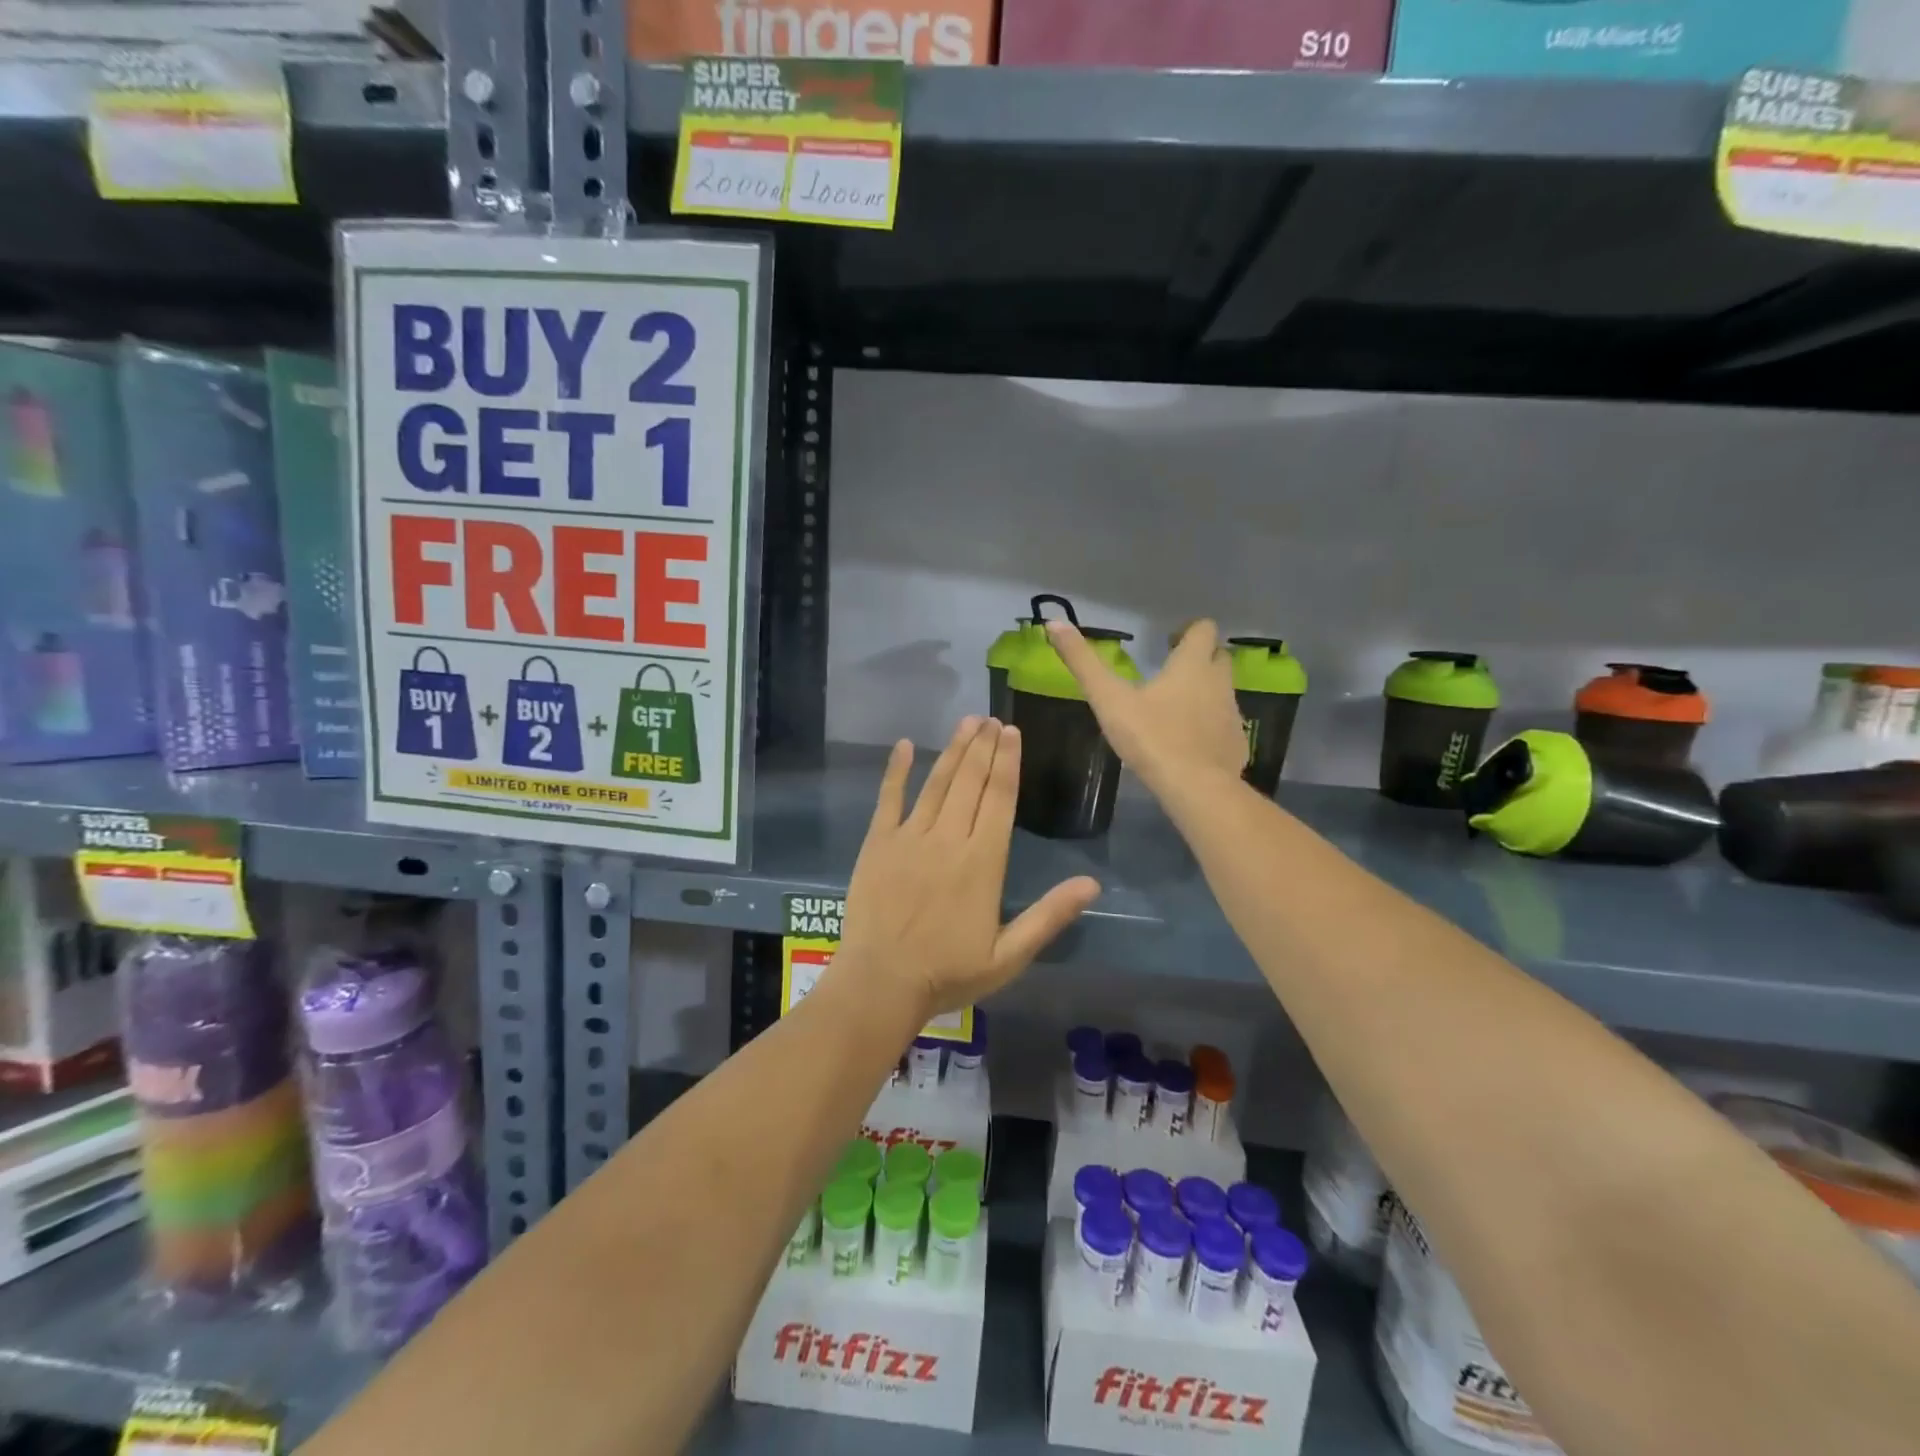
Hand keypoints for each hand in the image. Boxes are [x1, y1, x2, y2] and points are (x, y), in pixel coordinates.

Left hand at [838, 718, 1101, 1019]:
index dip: (1008, 763)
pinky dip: (896, 771)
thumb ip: (1050, 915)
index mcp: (983, 862)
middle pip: (970, 782)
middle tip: (992, 718)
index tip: (1012, 732)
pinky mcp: (878, 843)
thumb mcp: (1010, 955)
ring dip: (953, 750)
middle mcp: (948, 839)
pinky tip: (903, 746)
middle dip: (983, 747)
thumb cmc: (949, 973)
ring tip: (966, 723)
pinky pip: (888, 799)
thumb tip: (1092, 883)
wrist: (882, 983)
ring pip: (937, 783)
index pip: (1000, 799)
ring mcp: (910, 837)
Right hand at [1048, 618, 1246, 798]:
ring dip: (1205, 693)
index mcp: (1192, 665)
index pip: (1204, 629)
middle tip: (1170, 672)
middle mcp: (1219, 682)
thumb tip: (1054, 623)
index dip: (1188, 631)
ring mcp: (1232, 714)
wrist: (1195, 787)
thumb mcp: (1108, 698)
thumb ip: (1083, 662)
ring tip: (1175, 709)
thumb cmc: (1151, 737)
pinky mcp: (1237, 744)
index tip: (1168, 643)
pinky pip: (1226, 726)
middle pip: (1218, 657)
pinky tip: (1190, 743)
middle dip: (1199, 659)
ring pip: (1222, 692)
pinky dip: (1211, 727)